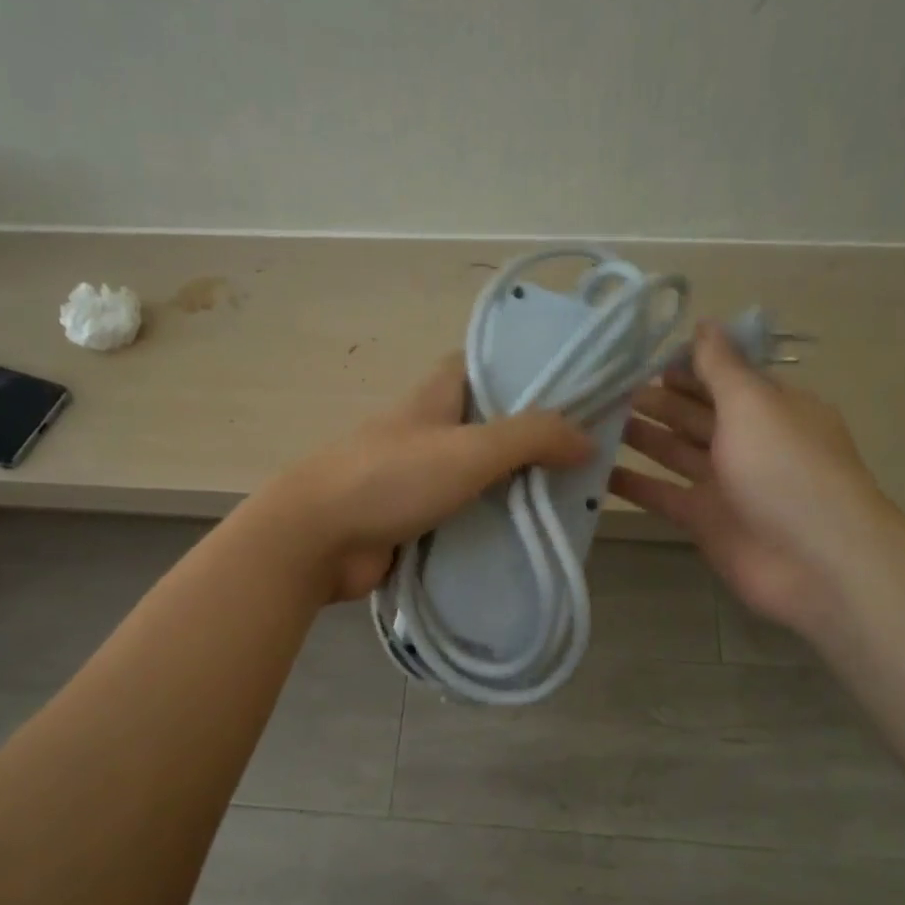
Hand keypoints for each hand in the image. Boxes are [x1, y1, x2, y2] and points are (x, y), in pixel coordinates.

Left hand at [264, 356, 593, 600]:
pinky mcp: (414, 521)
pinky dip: (493, 524)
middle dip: (533, 438)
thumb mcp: (469, 449)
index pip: (484, 365)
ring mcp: (418, 478)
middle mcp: (428, 431)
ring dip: (516, 487)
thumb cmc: (391, 478)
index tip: (571, 386)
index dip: (525, 369)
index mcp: (436, 396)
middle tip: (587, 453)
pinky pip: (465, 517)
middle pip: (489, 425)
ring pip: (479, 476)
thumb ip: (531, 437)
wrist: (316, 540)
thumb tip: (587, 439)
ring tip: (572, 498)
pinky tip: (530, 537)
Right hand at [610, 323, 904, 633]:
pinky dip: (633, 484)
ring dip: (640, 436)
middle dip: (655, 400)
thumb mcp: (753, 405)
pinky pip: (662, 494)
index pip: (722, 378)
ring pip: (675, 452)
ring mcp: (725, 484)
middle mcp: (748, 442)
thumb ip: (722, 367)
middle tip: (604, 388)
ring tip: (592, 420)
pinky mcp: (704, 521)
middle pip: (694, 414)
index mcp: (770, 408)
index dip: (683, 366)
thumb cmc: (786, 469)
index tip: (635, 355)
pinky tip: (595, 471)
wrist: (814, 561)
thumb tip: (704, 322)